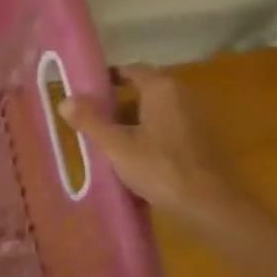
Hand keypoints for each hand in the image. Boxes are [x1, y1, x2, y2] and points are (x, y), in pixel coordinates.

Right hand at [58, 65, 252, 232]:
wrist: (212, 206)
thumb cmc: (161, 169)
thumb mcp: (116, 146)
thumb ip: (89, 121)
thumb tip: (64, 100)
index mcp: (162, 89)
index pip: (130, 70)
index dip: (105, 78)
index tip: (83, 92)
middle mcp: (182, 96)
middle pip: (141, 92)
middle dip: (114, 105)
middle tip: (88, 120)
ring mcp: (194, 119)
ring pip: (153, 113)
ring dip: (129, 123)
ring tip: (104, 143)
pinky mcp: (201, 142)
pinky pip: (166, 130)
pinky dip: (147, 137)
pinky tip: (131, 159)